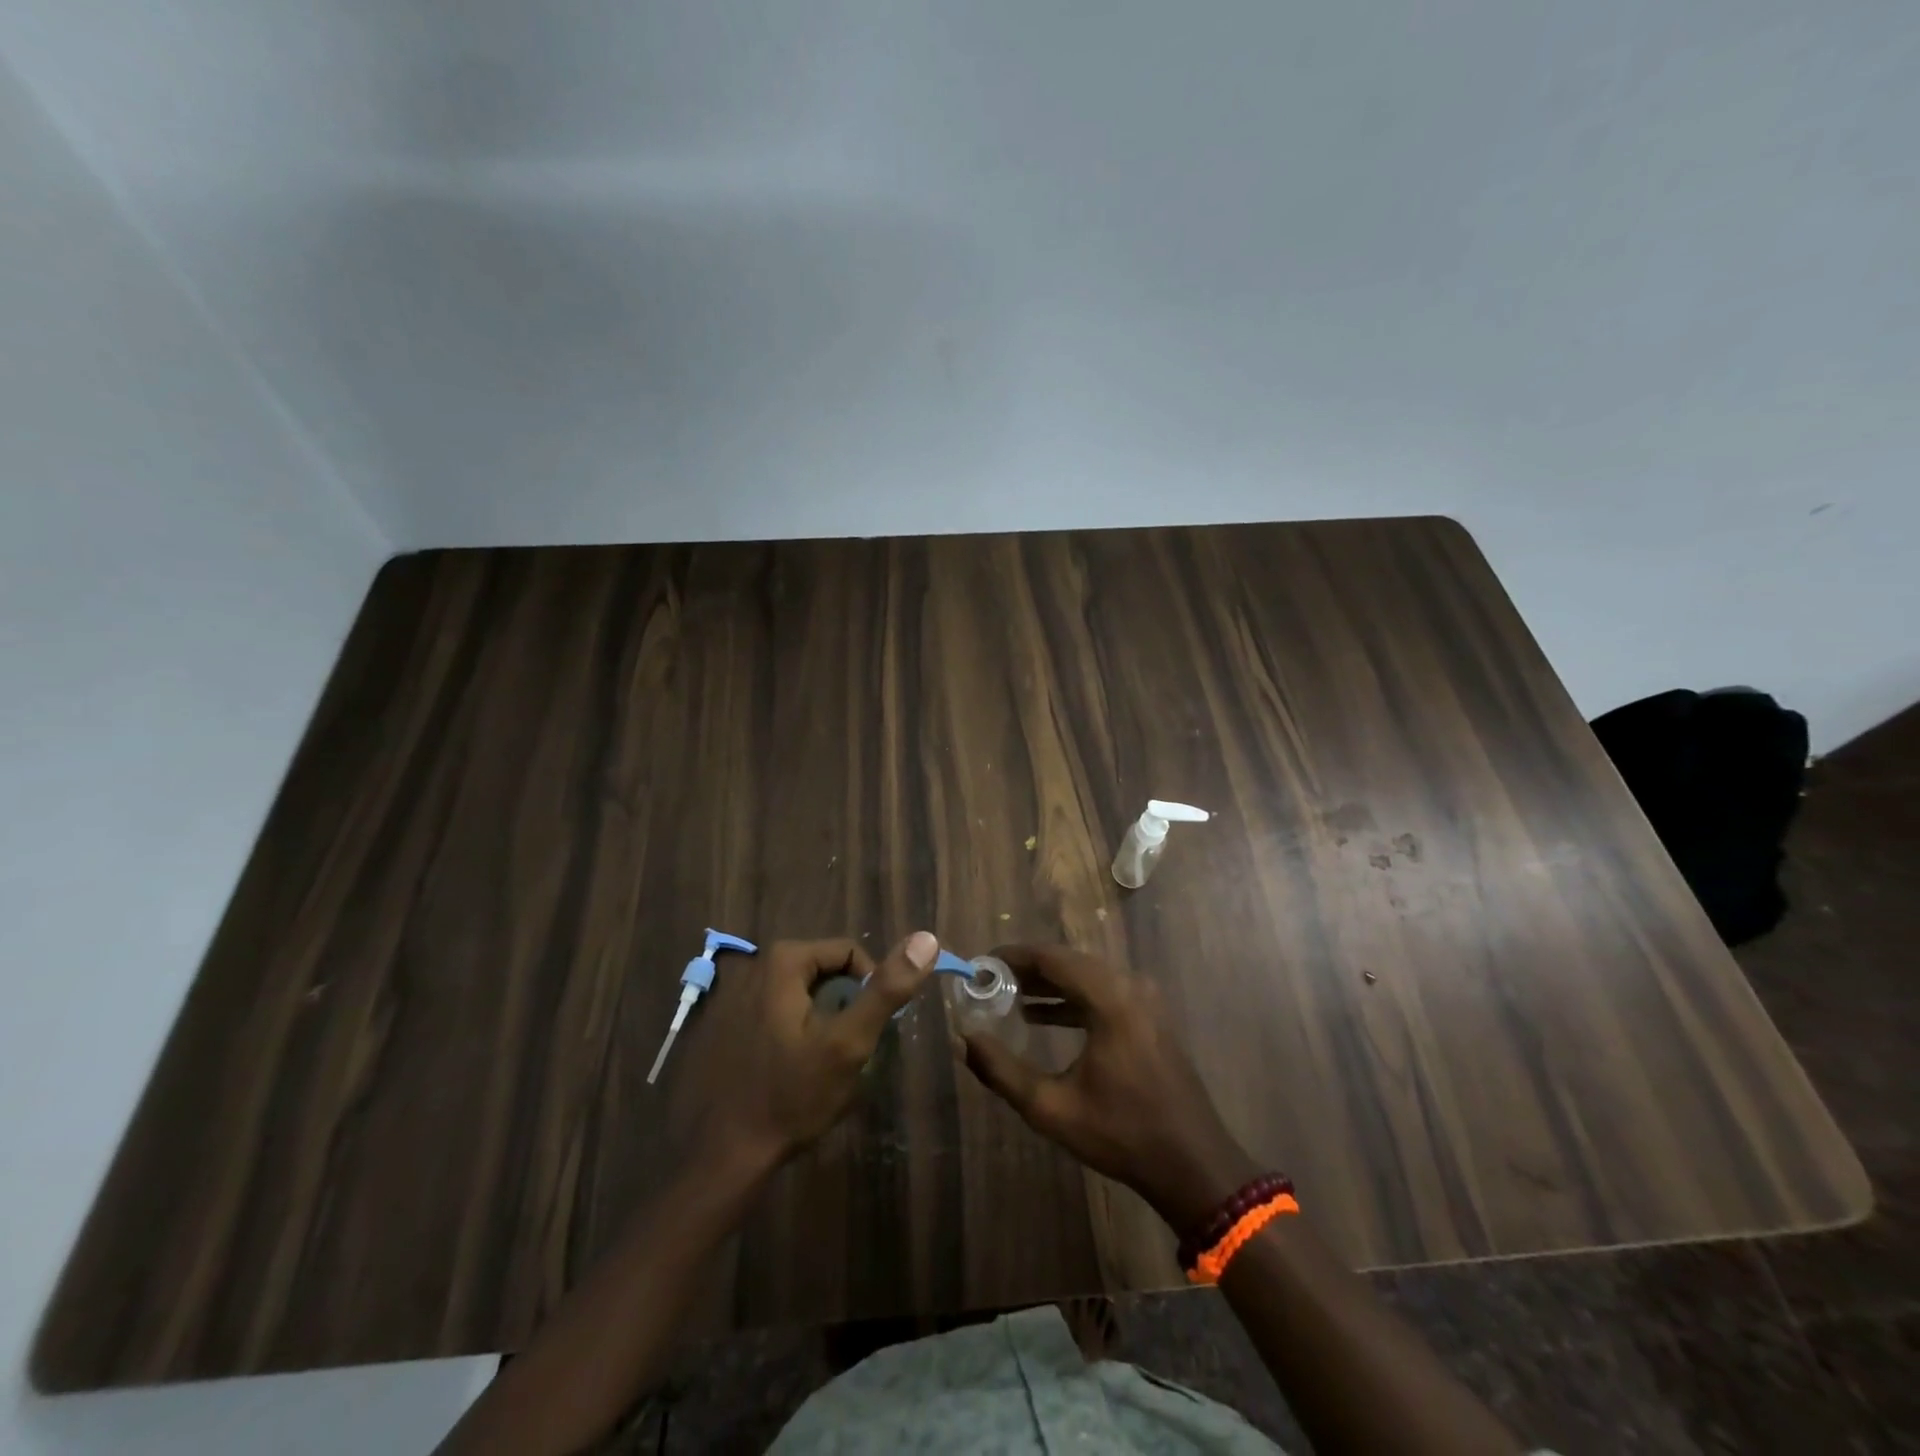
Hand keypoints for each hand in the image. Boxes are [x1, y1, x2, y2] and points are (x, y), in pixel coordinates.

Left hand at [672, 933, 938, 1176]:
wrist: (721, 1159)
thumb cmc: (791, 1097)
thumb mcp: (849, 1043)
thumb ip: (886, 989)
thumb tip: (926, 938)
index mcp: (782, 961)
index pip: (849, 952)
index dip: (869, 988)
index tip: (867, 1032)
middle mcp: (751, 966)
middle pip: (821, 972)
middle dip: (841, 1005)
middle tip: (846, 1051)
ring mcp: (729, 995)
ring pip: (797, 994)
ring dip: (816, 1019)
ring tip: (818, 1064)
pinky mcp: (718, 1025)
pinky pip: (770, 1012)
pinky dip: (787, 1031)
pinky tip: (786, 1070)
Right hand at [960, 944, 1259, 1236]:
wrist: (1192, 1164)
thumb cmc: (1121, 1134)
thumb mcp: (1052, 1108)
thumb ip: (1002, 1071)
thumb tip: (964, 1040)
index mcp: (1110, 999)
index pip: (1053, 958)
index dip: (1014, 956)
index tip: (981, 963)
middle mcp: (1130, 987)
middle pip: (1070, 962)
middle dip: (1028, 969)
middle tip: (990, 980)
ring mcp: (1145, 1001)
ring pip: (1087, 976)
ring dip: (1049, 983)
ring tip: (1009, 996)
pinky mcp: (1150, 1017)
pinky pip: (1103, 992)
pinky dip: (1072, 998)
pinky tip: (1043, 1015)